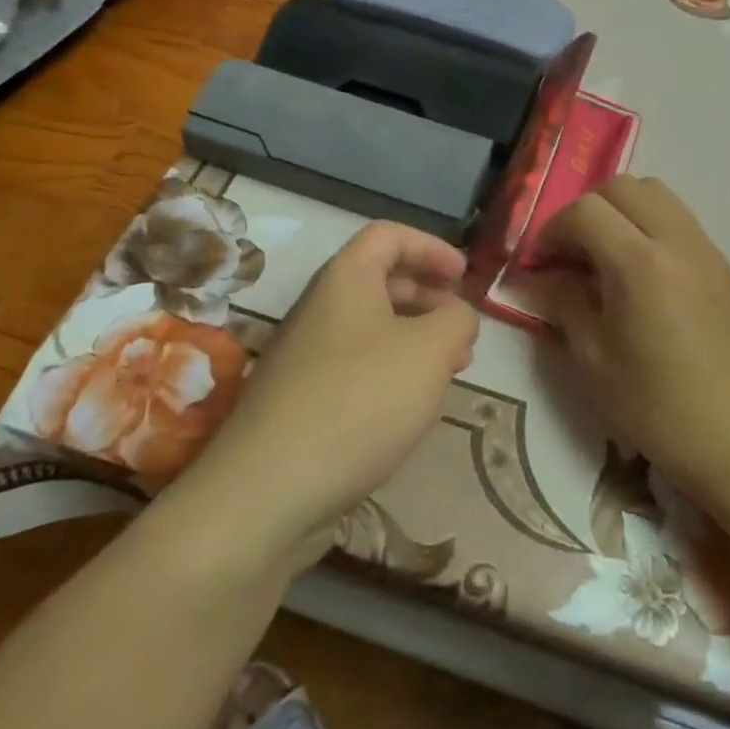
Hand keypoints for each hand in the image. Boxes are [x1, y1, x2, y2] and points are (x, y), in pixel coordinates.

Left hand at [177, 222, 479, 567]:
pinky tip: (411, 408)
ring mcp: (305, 356)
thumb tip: (457, 316)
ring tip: (449, 369)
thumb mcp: (430, 350)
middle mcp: (320, 308)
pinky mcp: (300, 402)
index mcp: (345, 278)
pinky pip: (356, 368)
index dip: (430, 247)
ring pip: (370, 328)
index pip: (389, 236)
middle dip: (428, 296)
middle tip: (461, 327)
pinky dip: (391, 372)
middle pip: (380, 280)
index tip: (463, 276)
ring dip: (414, 338)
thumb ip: (457, 321)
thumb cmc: (359, 400)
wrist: (266, 492)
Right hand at [531, 177, 729, 498]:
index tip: (541, 263)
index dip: (553, 230)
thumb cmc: (656, 406)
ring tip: (605, 254)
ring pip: (655, 192)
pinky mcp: (720, 262)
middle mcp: (676, 240)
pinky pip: (677, 217)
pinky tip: (640, 271)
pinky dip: (649, 224)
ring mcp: (704, 247)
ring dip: (620, 209)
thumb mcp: (592, 359)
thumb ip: (563, 301)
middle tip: (571, 252)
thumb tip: (543, 275)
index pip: (585, 210)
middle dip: (586, 209)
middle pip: (622, 186)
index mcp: (639, 264)